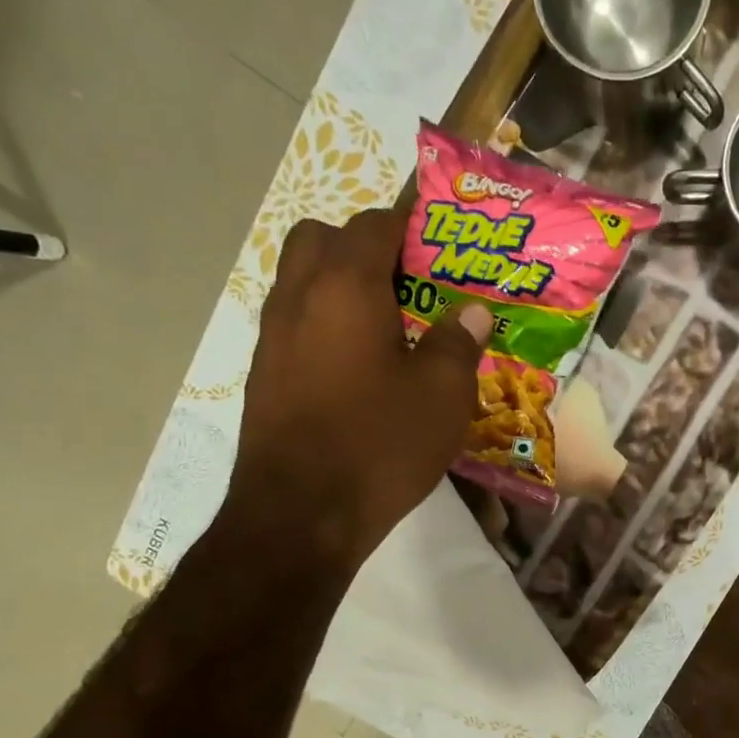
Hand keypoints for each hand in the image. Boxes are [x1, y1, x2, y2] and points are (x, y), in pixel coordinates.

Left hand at [220, 208, 492, 570]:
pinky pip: (296, 325)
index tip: (442, 241)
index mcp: (346, 286)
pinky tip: (360, 370)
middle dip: (365, 247)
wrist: (301, 513)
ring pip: (303, 282)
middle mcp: (299, 296)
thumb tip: (473, 309)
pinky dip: (326, 326)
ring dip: (342, 287)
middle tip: (409, 285)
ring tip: (391, 328)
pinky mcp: (265, 375)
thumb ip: (460, 342)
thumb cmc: (380, 444)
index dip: (411, 223)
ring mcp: (273, 337)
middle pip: (323, 239)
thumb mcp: (443, 395)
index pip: (375, 224)